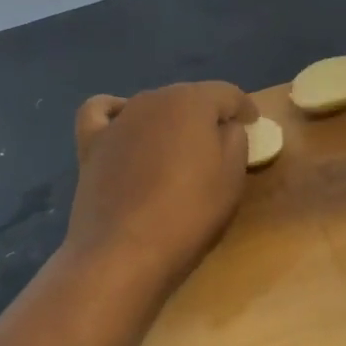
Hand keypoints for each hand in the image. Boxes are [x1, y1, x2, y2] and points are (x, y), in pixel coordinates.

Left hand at [67, 81, 257, 293]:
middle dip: (207, 114)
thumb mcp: (232, 178)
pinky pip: (102, 113)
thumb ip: (236, 140)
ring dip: (169, 119)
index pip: (227, 93)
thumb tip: (226, 127)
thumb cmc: (188, 214)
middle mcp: (153, 99)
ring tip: (177, 147)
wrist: (123, 252)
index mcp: (192, 102)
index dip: (244, 107)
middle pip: (188, 97)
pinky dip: (115, 113)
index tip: (253, 123)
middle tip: (220, 142)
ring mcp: (118, 120)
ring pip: (151, 106)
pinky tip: (124, 128)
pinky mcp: (91, 143)